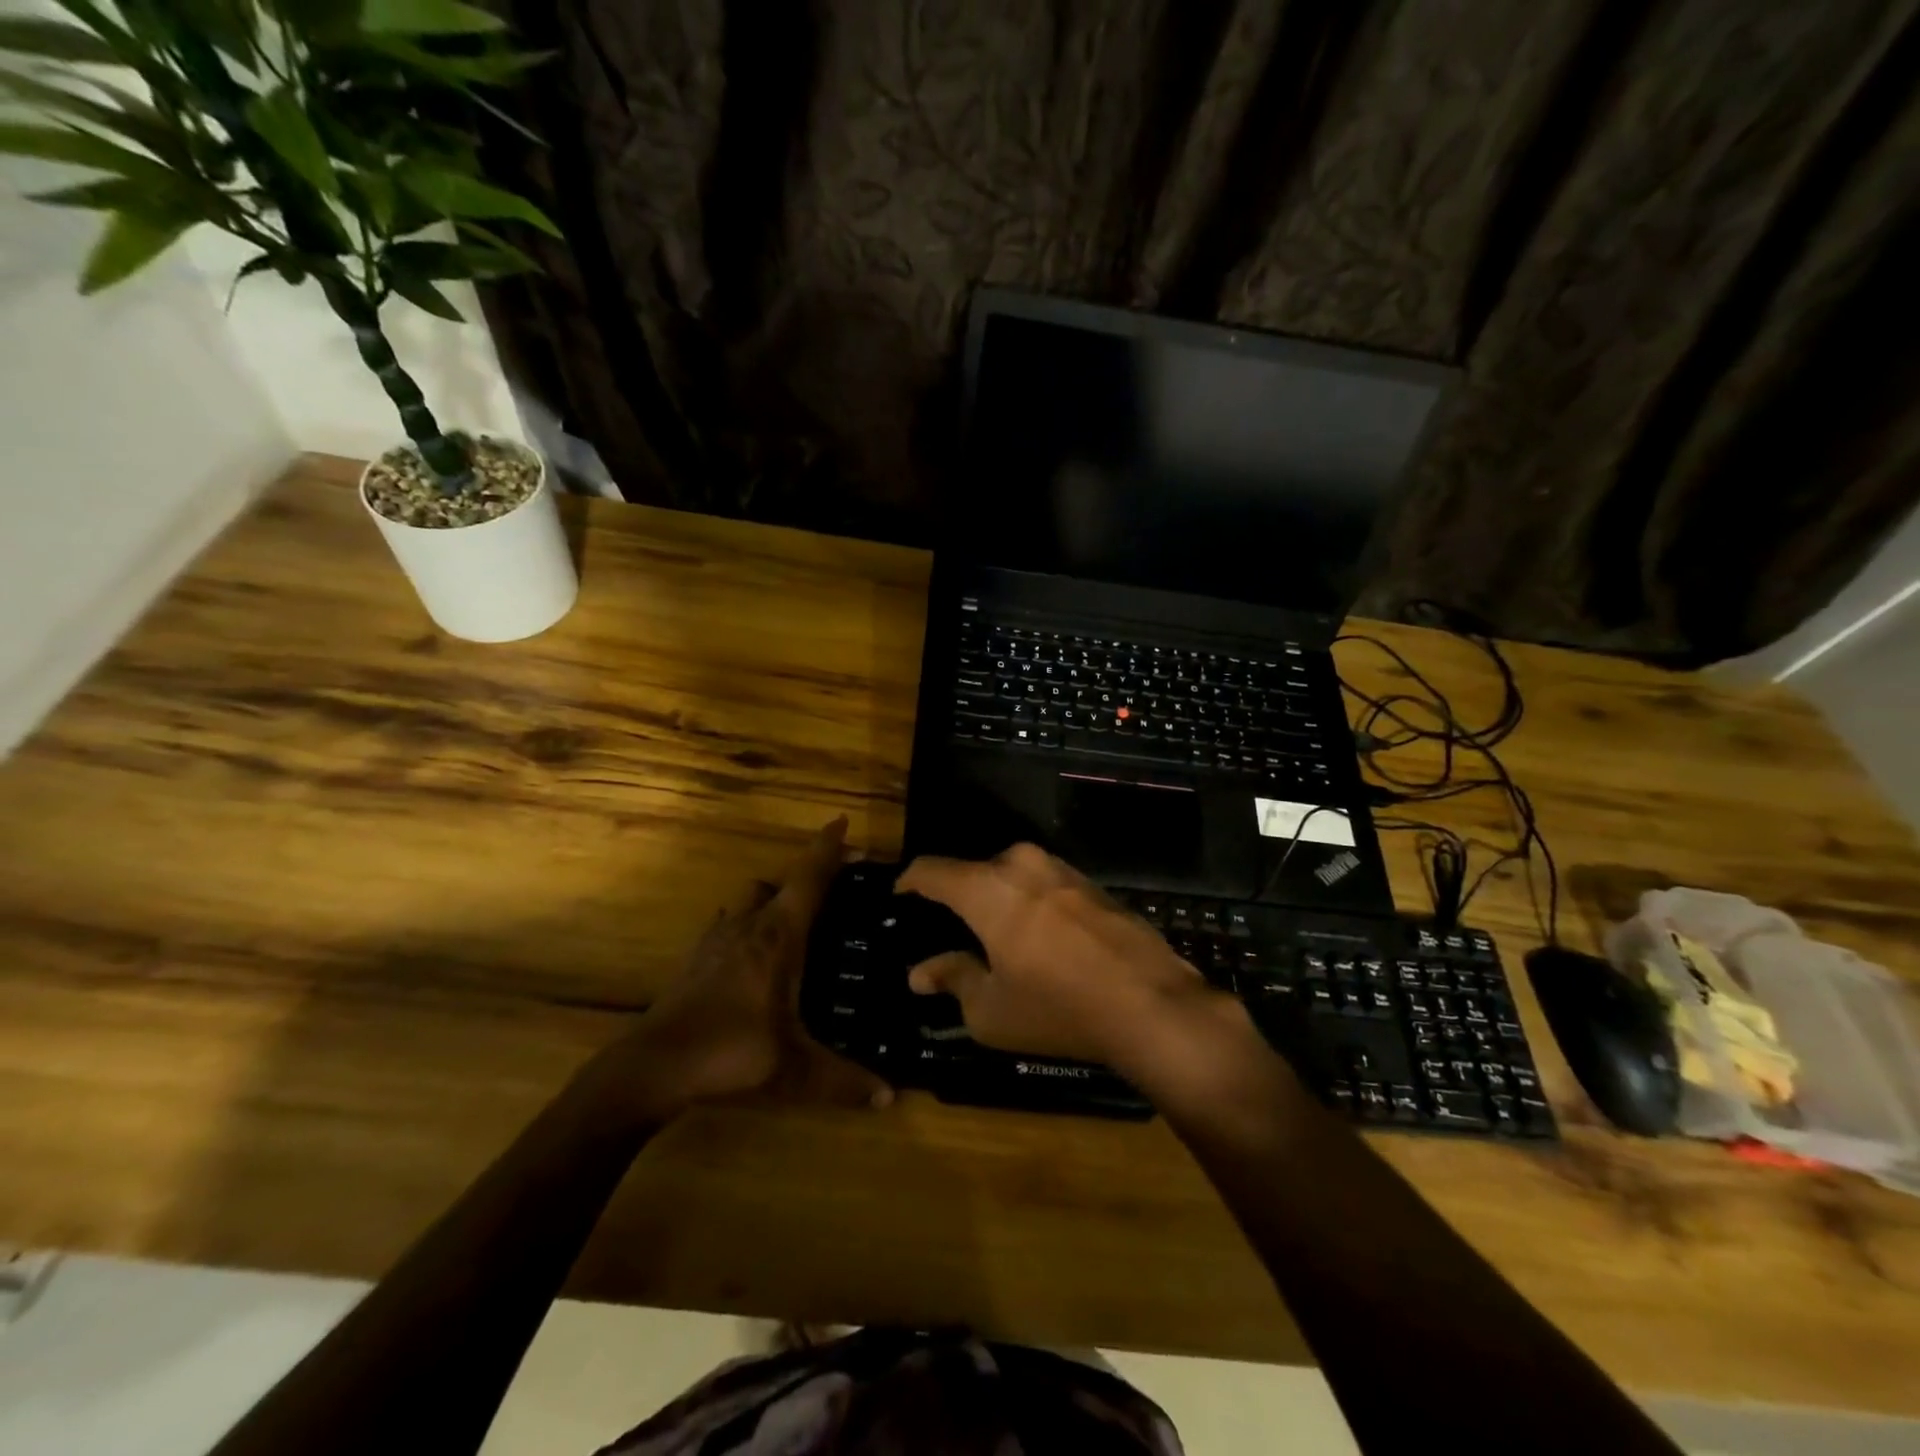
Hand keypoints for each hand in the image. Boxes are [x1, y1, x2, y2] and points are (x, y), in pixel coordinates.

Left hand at [617, 818, 893, 1115]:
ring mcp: (716, 939)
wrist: (651, 1067)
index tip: (842, 821)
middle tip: (833, 889)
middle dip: (806, 876)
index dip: (827, 847)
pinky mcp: (695, 958)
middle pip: (778, 882)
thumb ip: (844, 1082)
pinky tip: (753, 953)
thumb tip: (891, 1098)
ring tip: (795, 923)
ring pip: (748, 899)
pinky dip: (746, 923)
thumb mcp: (793, 1071)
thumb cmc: (729, 1053)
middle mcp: (748, 926)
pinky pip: (728, 923)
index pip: (808, 879)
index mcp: (778, 937)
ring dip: (772, 898)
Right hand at [896, 844, 1216, 1064]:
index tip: (900, 897)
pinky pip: (1044, 886)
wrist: (1152, 1005)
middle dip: (959, 898)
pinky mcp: (1091, 883)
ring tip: (998, 939)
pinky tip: (1040, 941)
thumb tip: (920, 972)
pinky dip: (1031, 905)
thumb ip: (952, 979)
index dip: (909, 882)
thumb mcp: (991, 1009)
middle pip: (974, 872)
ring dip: (999, 901)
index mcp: (987, 887)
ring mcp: (1062, 869)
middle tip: (952, 933)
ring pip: (1012, 877)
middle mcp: (1022, 864)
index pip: (931, 870)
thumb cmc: (1058, 1008)